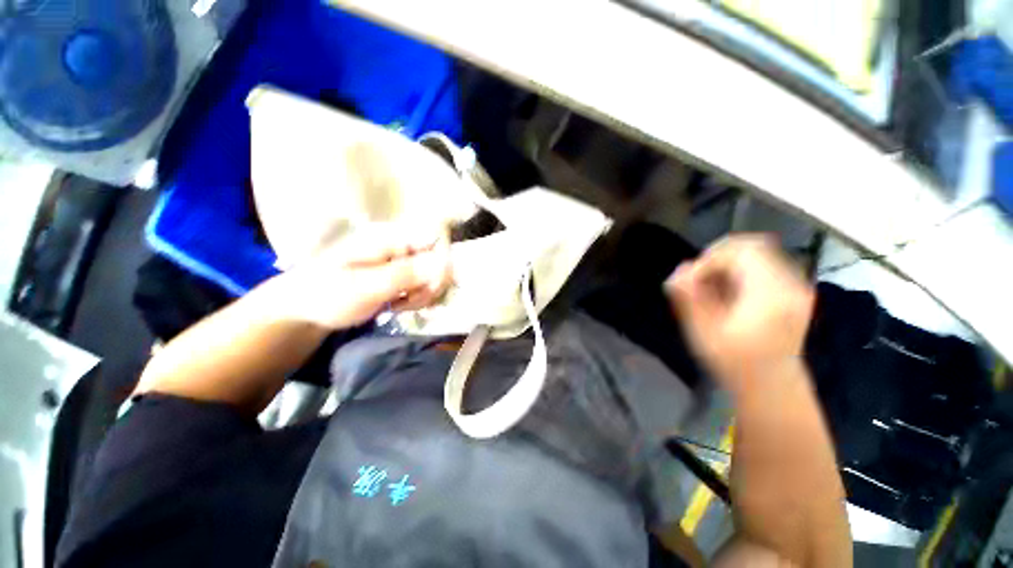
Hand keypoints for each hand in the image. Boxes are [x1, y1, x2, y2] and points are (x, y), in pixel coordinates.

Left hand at [282, 223, 451, 329]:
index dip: (442, 262)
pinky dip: (418, 298)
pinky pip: (424, 284)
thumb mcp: (365, 287)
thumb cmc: (328, 294)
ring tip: (399, 305)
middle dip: (431, 285)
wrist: (306, 309)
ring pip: (434, 275)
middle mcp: (401, 244)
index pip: (436, 237)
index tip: (430, 287)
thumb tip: (445, 263)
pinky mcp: (401, 274)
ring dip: (424, 294)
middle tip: (409, 301)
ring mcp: (402, 260)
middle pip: (439, 259)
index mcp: (391, 237)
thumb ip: (406, 274)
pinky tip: (400, 305)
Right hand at [664, 235, 814, 395]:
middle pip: (752, 246)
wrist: (771, 386)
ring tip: (711, 288)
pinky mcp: (793, 291)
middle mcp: (791, 285)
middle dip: (718, 257)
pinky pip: (764, 264)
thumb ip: (689, 299)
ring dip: (728, 264)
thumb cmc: (734, 363)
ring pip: (758, 253)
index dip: (709, 259)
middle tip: (698, 279)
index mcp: (771, 295)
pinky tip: (727, 292)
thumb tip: (678, 270)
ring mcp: (796, 287)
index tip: (691, 281)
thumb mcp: (703, 333)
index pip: (741, 252)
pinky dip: (740, 270)